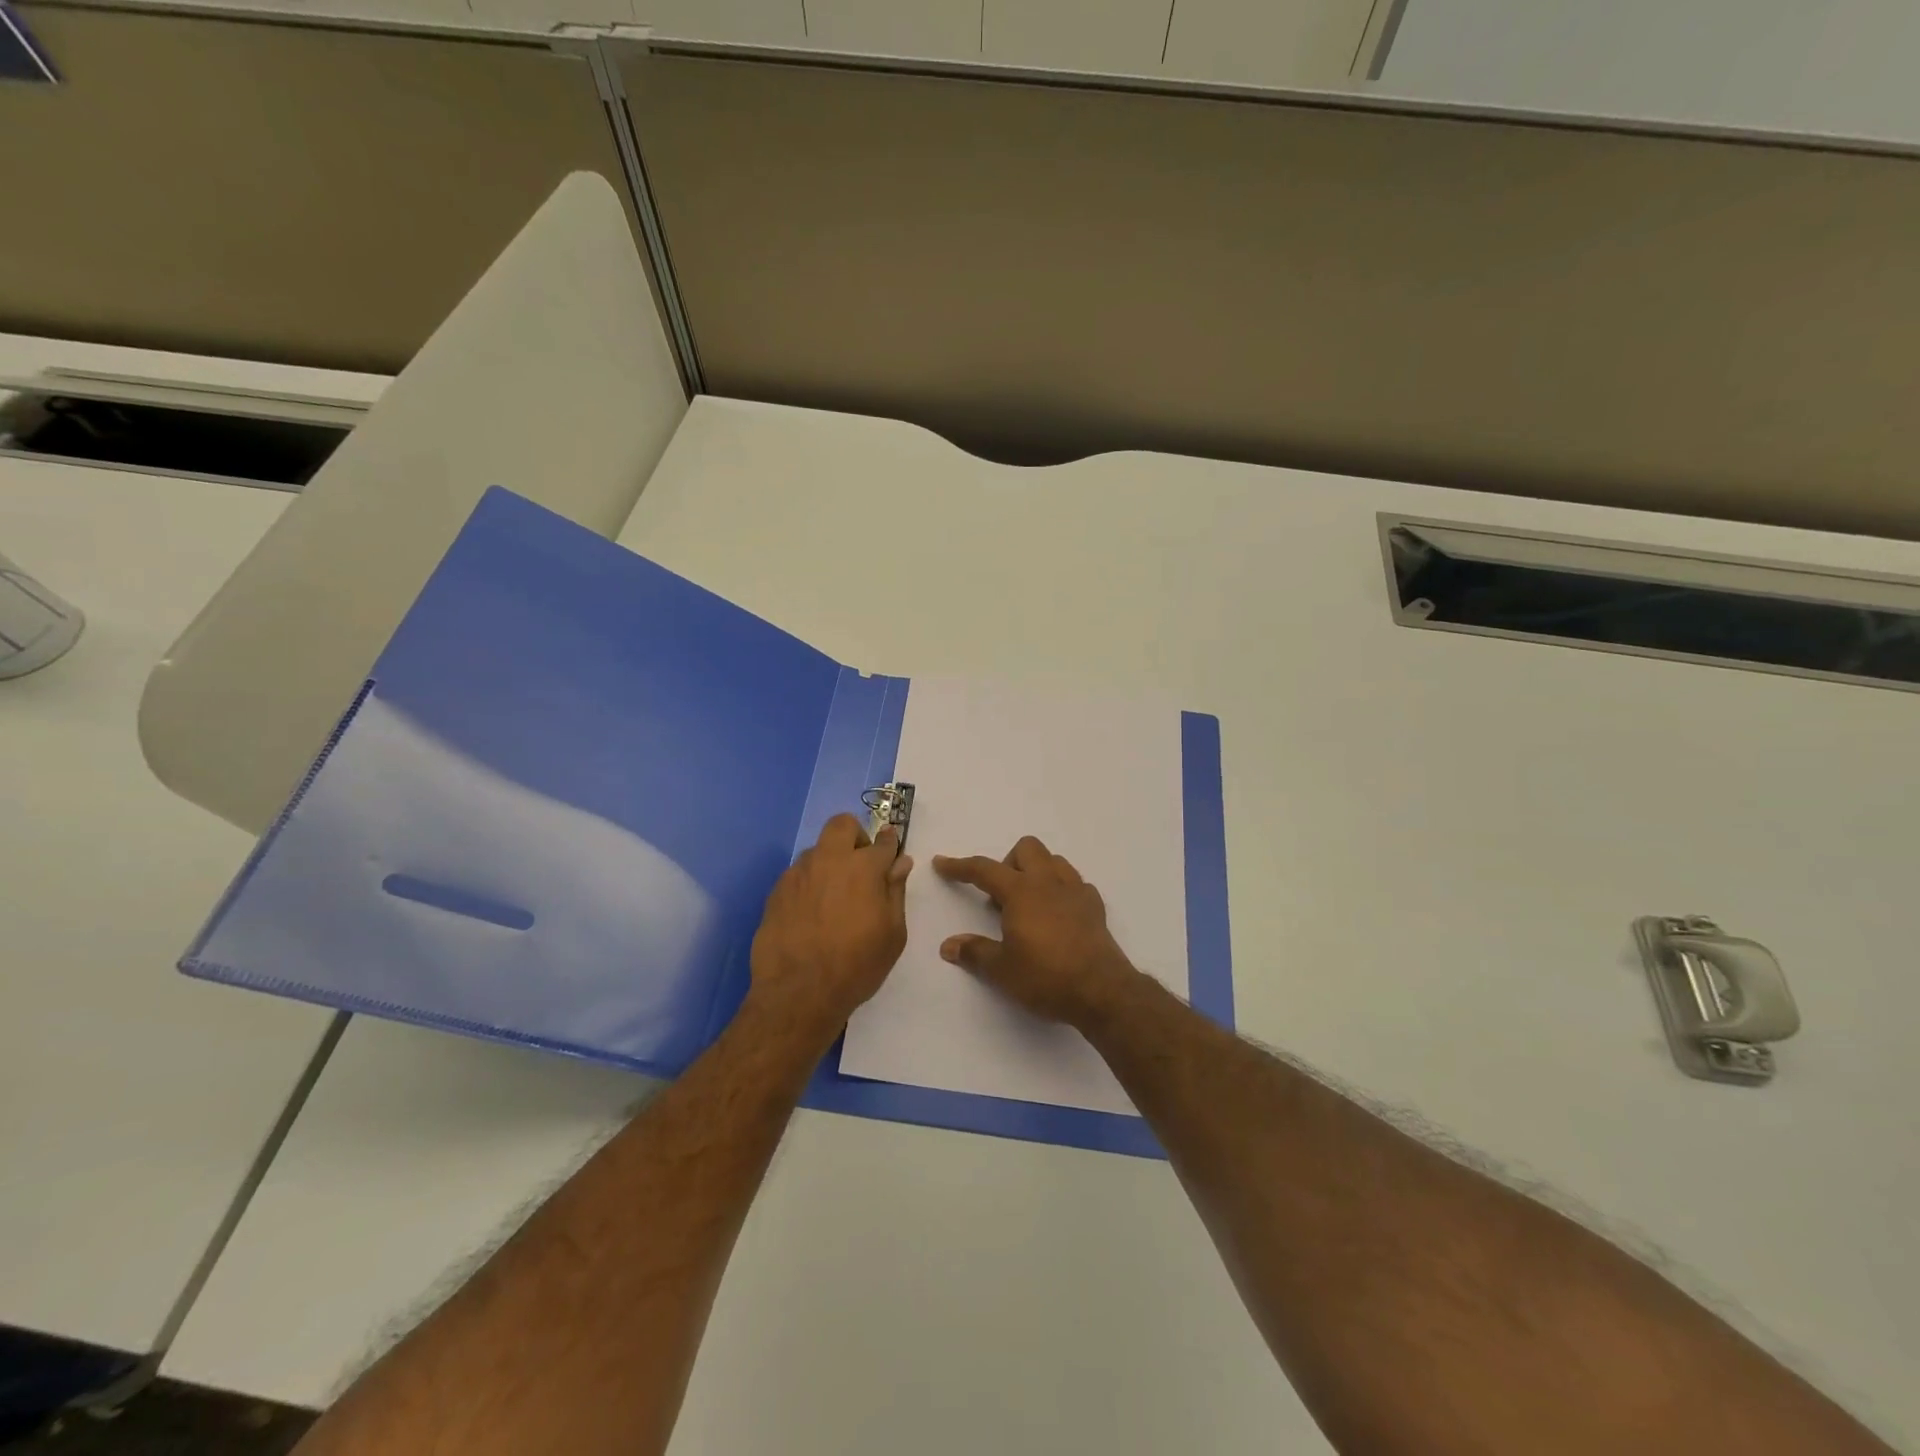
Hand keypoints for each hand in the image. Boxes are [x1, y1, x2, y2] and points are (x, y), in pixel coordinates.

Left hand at [748, 813, 911, 1045]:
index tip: (891, 850)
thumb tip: (900, 862)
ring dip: (829, 863)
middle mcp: (829, 861)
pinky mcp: (776, 892)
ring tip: (833, 898)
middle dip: (855, 836)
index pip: (882, 841)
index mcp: (863, 868)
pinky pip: (798, 875)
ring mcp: (798, 874)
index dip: (890, 843)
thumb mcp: (892, 934)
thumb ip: (895, 891)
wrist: (798, 993)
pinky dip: (809, 884)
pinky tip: (811, 914)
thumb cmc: (856, 965)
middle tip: (860, 866)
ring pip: (817, 851)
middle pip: (842, 825)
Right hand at [933, 836, 1138, 1027]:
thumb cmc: (1046, 977)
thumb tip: (948, 946)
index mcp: (1021, 892)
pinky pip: (1075, 883)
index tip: (942, 864)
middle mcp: (1049, 882)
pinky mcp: (1095, 907)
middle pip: (1026, 848)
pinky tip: (1056, 915)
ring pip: (1054, 860)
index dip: (960, 866)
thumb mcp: (1002, 970)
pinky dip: (1061, 890)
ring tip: (1027, 904)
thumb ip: (974, 952)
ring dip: (1036, 872)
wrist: (1101, 991)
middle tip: (1000, 898)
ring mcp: (1076, 891)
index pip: (984, 869)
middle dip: (1008, 863)